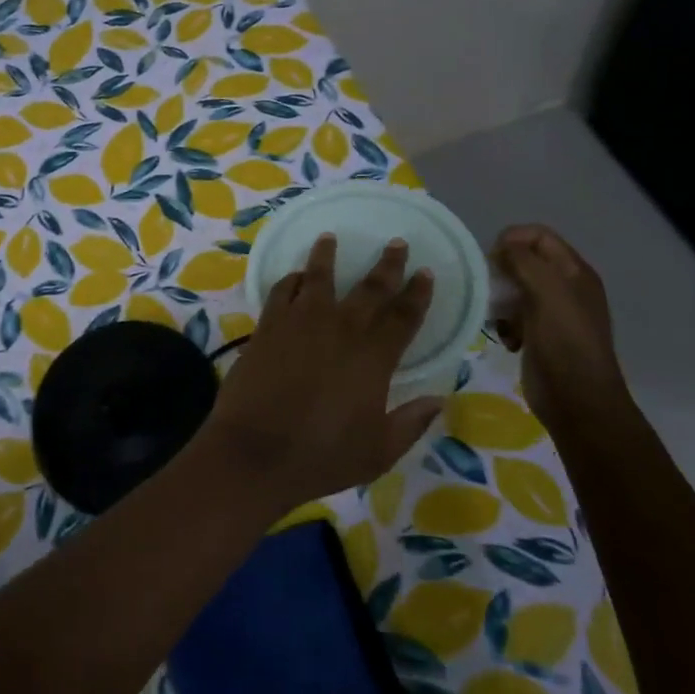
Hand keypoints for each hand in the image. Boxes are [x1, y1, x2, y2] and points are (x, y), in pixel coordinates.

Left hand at [201, 235, 441, 512]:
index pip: (404, 315)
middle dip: (387, 264)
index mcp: (373, 357)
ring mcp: (300, 322)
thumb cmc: (321, 456)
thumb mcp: (378, 451)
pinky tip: (294, 276)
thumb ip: (411, 423)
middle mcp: (340, 329)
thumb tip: (439, 399)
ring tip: (330, 237)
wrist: (255, 452)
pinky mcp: (268, 326)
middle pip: (369, 287)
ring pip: (318, 277)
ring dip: (327, 255)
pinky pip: (281, 291)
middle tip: (396, 242)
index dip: (418, 293)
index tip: (426, 272)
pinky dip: (290, 279)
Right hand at [489, 225, 627, 421]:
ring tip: (496, 318)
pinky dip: (504, 324)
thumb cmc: (565, 343)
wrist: (577, 401)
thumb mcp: (547, 293)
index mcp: (574, 272)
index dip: (513, 239)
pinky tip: (507, 339)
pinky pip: (512, 316)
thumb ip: (524, 262)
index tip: (491, 260)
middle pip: (524, 261)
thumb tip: (503, 245)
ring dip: (499, 300)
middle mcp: (565, 288)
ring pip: (514, 290)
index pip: (539, 236)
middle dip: (501, 272)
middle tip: (488, 290)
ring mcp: (552, 313)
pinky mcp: (538, 335)